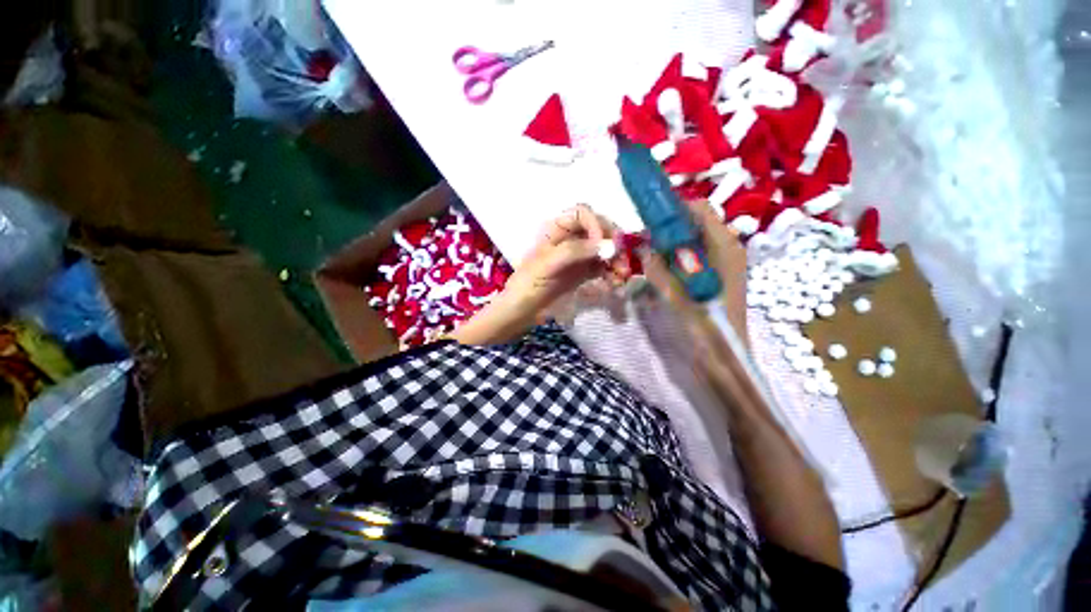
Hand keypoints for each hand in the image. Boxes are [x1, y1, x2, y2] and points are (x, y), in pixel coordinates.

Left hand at [450, 205, 628, 345]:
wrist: (522, 310)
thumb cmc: (529, 283)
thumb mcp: (549, 264)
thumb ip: (577, 251)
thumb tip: (609, 246)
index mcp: (557, 229)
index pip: (583, 214)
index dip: (596, 225)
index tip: (603, 245)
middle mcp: (570, 238)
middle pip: (599, 230)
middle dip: (613, 244)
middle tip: (623, 262)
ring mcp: (578, 255)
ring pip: (604, 249)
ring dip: (617, 260)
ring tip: (623, 277)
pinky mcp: (583, 271)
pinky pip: (603, 267)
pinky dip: (612, 272)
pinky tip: (615, 283)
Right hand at [639, 200, 751, 391]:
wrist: (723, 361)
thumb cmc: (703, 330)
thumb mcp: (674, 297)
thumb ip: (657, 268)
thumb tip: (644, 247)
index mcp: (724, 248)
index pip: (699, 210)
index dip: (673, 209)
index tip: (648, 220)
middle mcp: (727, 250)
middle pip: (695, 224)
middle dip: (668, 228)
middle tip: (644, 241)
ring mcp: (723, 265)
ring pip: (693, 241)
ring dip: (670, 244)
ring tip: (649, 256)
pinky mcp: (716, 278)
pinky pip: (693, 257)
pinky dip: (676, 258)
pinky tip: (661, 271)